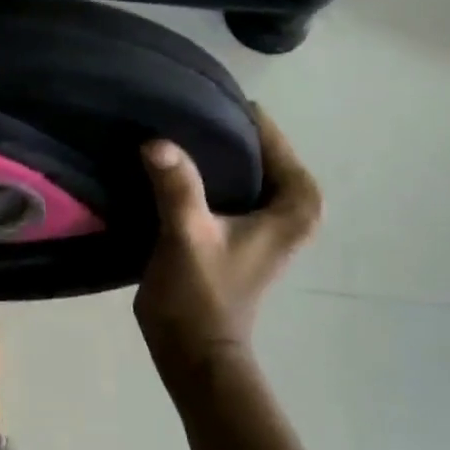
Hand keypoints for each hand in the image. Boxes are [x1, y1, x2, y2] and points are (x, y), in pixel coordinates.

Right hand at [133, 109, 321, 395]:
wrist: (192, 351)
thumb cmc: (200, 296)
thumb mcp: (188, 236)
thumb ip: (177, 187)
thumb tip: (155, 141)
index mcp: (294, 205)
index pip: (269, 138)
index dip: (232, 118)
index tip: (193, 98)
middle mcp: (288, 207)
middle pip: (252, 149)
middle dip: (215, 131)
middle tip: (172, 110)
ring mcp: (261, 220)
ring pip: (235, 166)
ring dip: (203, 152)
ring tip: (164, 129)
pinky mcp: (235, 230)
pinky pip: (221, 184)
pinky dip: (196, 173)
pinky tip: (162, 163)